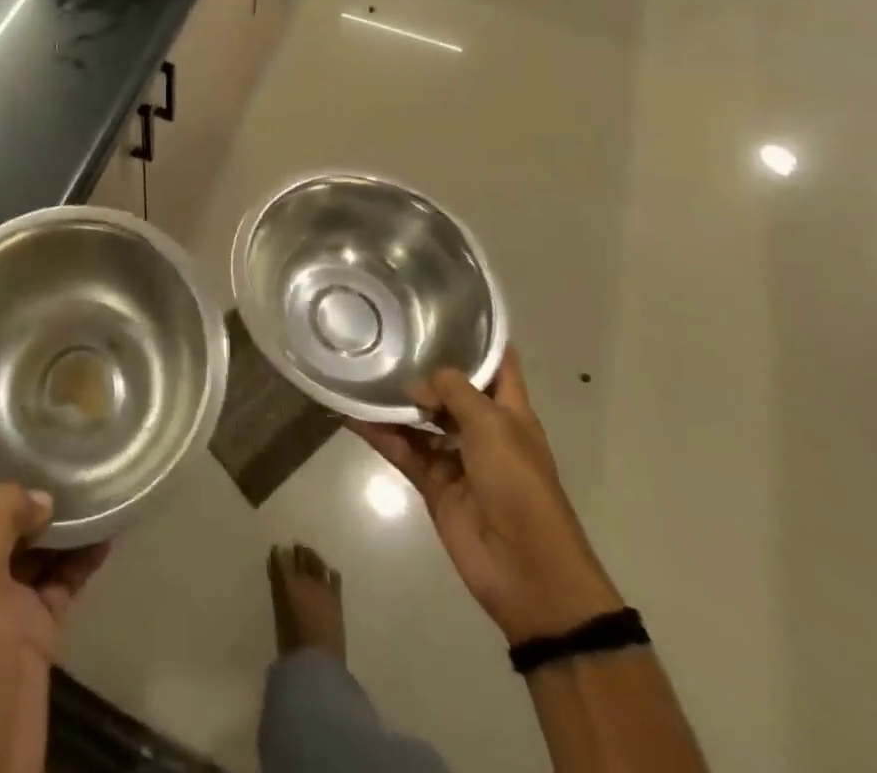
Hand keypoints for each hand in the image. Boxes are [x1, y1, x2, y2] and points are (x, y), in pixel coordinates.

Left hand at [0, 454, 109, 772]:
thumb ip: (0, 521)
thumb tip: (40, 497)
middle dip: (2, 472)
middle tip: (34, 423)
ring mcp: (0, 598)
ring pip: (27, 539)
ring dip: (52, 512)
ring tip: (82, 465)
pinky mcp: (34, 624)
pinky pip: (61, 575)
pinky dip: (82, 554)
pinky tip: (109, 526)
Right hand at [351, 349, 621, 643]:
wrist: (526, 570)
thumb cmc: (519, 486)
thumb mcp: (492, 426)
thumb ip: (454, 392)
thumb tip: (418, 382)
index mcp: (509, 410)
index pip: (497, 362)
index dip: (478, 335)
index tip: (443, 306)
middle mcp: (482, 428)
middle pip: (450, 388)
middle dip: (423, 365)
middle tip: (385, 332)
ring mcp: (456, 455)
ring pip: (420, 418)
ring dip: (395, 400)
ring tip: (361, 368)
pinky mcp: (433, 482)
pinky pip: (401, 449)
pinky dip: (378, 433)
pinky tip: (350, 413)